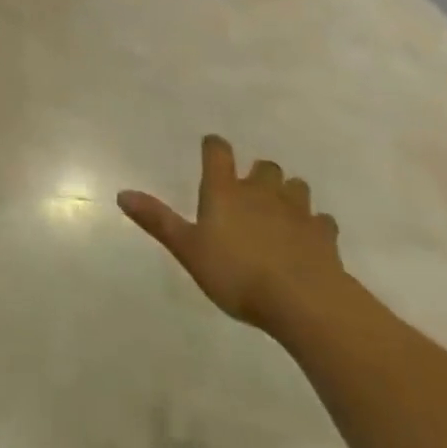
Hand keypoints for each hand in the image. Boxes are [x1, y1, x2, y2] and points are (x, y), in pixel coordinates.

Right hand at [118, 136, 346, 337]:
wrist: (303, 300)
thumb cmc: (236, 273)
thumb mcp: (188, 250)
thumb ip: (158, 221)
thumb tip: (122, 193)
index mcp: (225, 191)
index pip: (218, 152)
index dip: (214, 146)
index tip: (212, 148)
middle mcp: (261, 191)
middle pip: (264, 166)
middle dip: (258, 174)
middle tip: (250, 192)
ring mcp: (297, 211)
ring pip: (296, 187)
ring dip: (289, 194)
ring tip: (281, 212)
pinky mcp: (324, 235)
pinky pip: (322, 221)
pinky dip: (315, 226)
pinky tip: (310, 240)